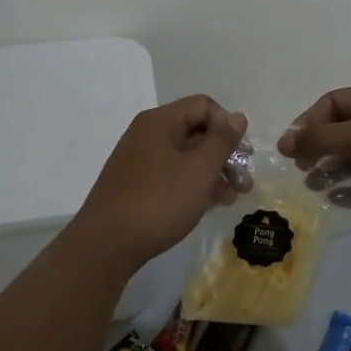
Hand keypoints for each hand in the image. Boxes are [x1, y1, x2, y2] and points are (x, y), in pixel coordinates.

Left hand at [72, 96, 247, 270]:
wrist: (107, 245)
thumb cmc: (160, 200)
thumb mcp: (200, 168)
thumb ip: (222, 140)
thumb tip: (237, 116)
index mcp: (160, 122)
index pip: (203, 106)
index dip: (227, 126)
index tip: (241, 154)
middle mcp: (148, 135)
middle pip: (196, 131)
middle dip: (224, 154)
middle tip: (244, 181)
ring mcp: (140, 162)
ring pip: (186, 157)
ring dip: (213, 173)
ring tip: (232, 198)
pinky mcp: (137, 187)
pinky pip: (173, 176)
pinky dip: (194, 185)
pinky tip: (209, 205)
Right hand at [278, 80, 350, 230]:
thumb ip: (321, 138)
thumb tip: (285, 141)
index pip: (334, 102)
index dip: (309, 122)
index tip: (290, 149)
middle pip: (345, 130)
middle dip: (320, 148)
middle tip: (301, 169)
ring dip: (334, 170)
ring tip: (313, 187)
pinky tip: (338, 200)